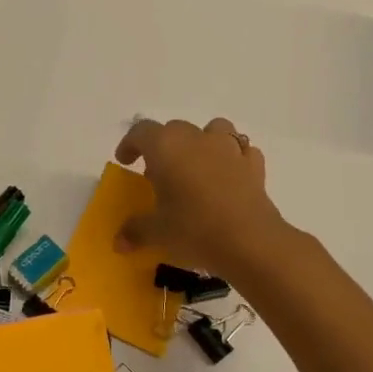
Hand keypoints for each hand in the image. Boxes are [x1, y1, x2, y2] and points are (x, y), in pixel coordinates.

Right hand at [113, 116, 289, 283]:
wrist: (250, 241)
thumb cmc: (194, 229)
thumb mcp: (157, 233)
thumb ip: (135, 231)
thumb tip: (119, 241)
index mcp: (165, 147)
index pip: (141, 131)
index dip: (130, 144)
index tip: (126, 162)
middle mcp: (196, 138)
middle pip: (174, 129)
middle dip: (163, 147)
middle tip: (158, 174)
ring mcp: (228, 148)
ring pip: (212, 129)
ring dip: (201, 142)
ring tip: (196, 166)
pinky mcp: (253, 165)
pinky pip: (240, 150)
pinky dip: (231, 158)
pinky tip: (227, 177)